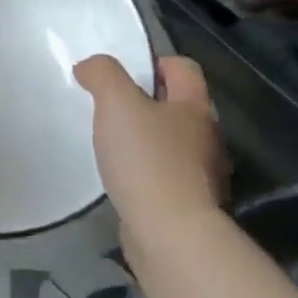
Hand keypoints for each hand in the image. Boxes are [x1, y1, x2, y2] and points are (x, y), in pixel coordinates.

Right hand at [75, 55, 229, 259]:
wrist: (170, 235)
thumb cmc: (147, 160)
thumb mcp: (116, 103)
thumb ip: (102, 74)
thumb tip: (90, 66)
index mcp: (195, 107)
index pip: (183, 68)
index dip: (153, 62)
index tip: (120, 75)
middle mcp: (207, 137)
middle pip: (178, 106)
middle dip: (145, 103)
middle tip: (108, 108)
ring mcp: (202, 174)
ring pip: (172, 142)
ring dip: (146, 140)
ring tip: (111, 145)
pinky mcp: (189, 205)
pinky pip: (165, 176)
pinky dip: (145, 172)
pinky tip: (122, 179)